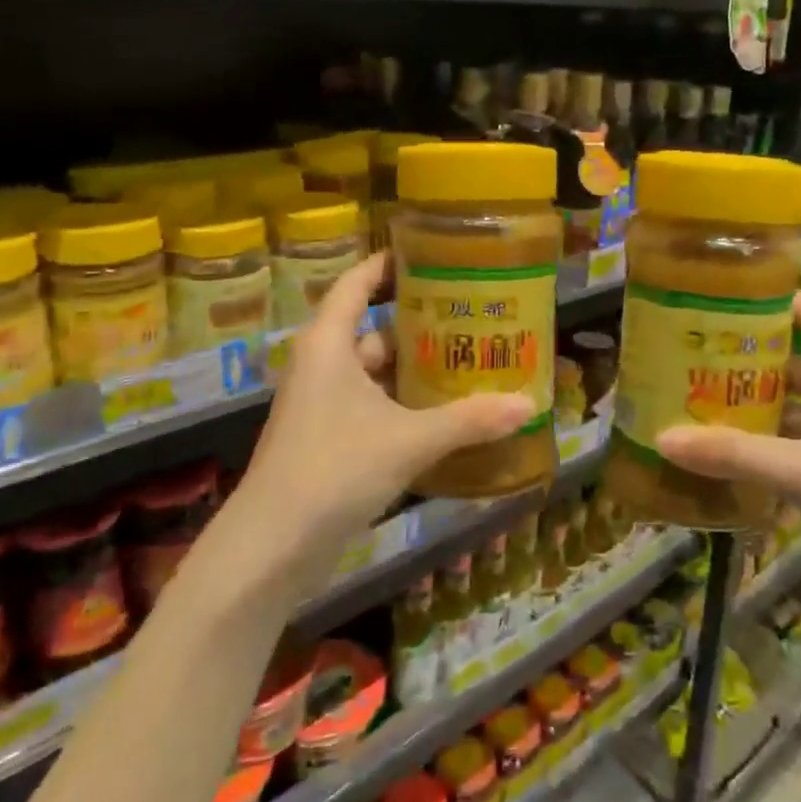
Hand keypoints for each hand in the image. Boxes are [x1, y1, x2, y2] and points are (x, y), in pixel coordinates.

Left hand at [236, 254, 536, 562]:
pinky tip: (442, 414)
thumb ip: (469, 420)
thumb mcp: (409, 440)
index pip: (356, 284)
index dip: (387, 264)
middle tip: (470, 317)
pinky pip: (371, 405)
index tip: (429, 255)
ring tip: (467, 362)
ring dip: (414, 369)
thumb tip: (528, 404)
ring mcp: (321, 405)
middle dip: (419, 324)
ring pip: (374, 372)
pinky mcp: (326, 439)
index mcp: (328, 345)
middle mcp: (322, 366)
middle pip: (373, 329)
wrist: (272, 546)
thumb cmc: (334, 469)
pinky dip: (403, 404)